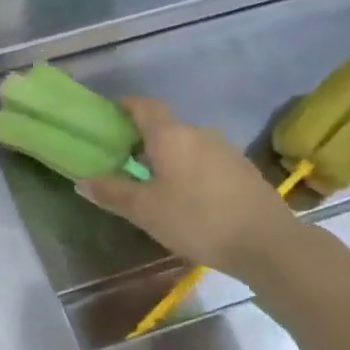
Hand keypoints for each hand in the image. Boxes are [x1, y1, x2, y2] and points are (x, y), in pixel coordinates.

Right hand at [78, 97, 305, 279]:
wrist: (267, 243)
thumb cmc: (197, 220)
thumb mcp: (145, 210)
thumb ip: (112, 193)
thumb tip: (82, 181)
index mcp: (171, 135)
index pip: (144, 106)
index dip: (125, 106)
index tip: (109, 116)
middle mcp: (199, 133)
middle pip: (165, 127)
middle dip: (143, 140)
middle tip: (124, 161)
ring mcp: (225, 150)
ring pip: (187, 146)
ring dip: (168, 158)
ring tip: (154, 184)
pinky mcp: (242, 170)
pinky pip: (206, 161)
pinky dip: (190, 171)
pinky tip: (187, 198)